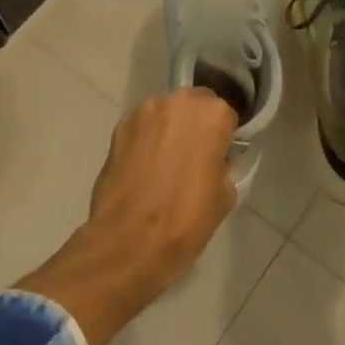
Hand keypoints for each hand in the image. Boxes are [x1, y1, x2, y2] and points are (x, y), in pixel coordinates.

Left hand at [16, 89, 237, 344]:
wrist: (129, 241)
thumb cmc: (186, 220)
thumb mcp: (224, 196)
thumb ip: (222, 166)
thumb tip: (212, 161)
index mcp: (212, 115)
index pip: (225, 116)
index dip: (223, 137)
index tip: (219, 156)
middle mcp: (178, 102)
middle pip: (193, 106)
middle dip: (195, 125)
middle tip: (193, 157)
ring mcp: (144, 112)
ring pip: (165, 114)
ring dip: (168, 130)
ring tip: (165, 164)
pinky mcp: (119, 127)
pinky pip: (141, 128)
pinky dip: (145, 140)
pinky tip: (144, 168)